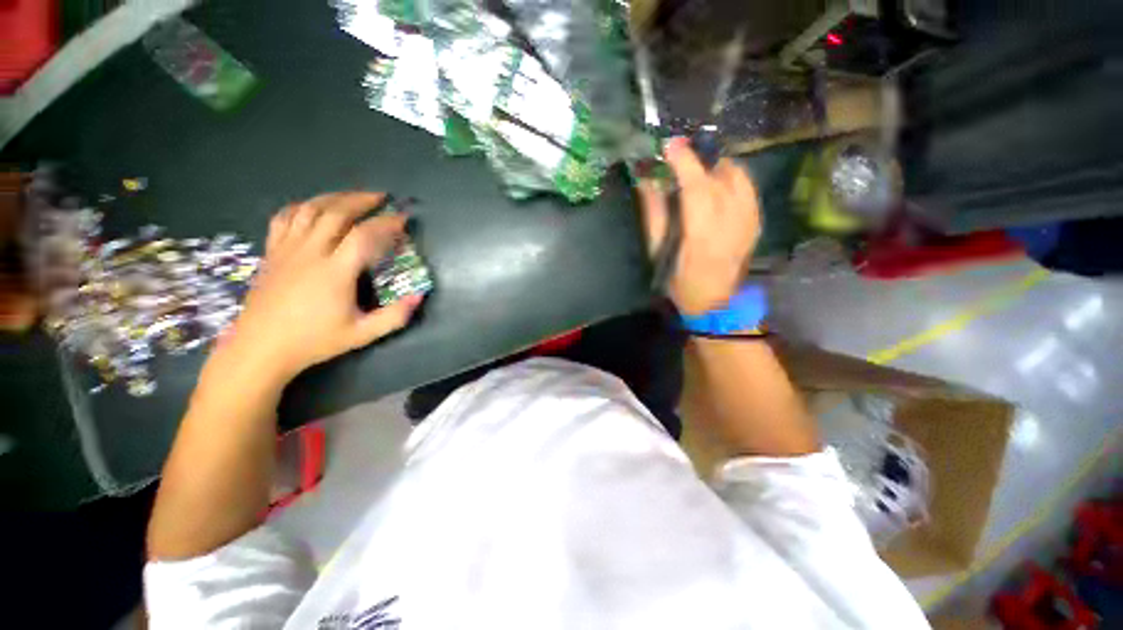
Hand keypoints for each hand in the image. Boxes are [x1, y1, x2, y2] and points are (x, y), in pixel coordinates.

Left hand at [220, 191, 422, 383]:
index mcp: (335, 272)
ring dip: (334, 197)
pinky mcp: (272, 252)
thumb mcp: (362, 334)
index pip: (364, 235)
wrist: (261, 347)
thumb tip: (419, 297)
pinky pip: (285, 217)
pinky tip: (314, 207)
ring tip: (352, 196)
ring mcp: (287, 249)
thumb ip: (394, 316)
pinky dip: (303, 206)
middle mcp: (310, 253)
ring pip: (309, 210)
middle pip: (336, 213)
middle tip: (381, 198)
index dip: (386, 223)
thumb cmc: (314, 341)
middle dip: (361, 200)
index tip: (403, 218)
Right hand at [638, 138, 761, 314]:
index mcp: (701, 235)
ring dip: (715, 166)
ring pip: (737, 177)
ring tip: (698, 170)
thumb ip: (654, 216)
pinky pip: (747, 188)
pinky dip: (731, 178)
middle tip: (679, 155)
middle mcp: (731, 224)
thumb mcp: (659, 253)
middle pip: (718, 177)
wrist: (715, 302)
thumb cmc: (680, 282)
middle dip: (698, 159)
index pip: (695, 187)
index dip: (683, 161)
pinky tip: (718, 184)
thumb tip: (647, 182)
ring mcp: (749, 222)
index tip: (669, 146)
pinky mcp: (756, 222)